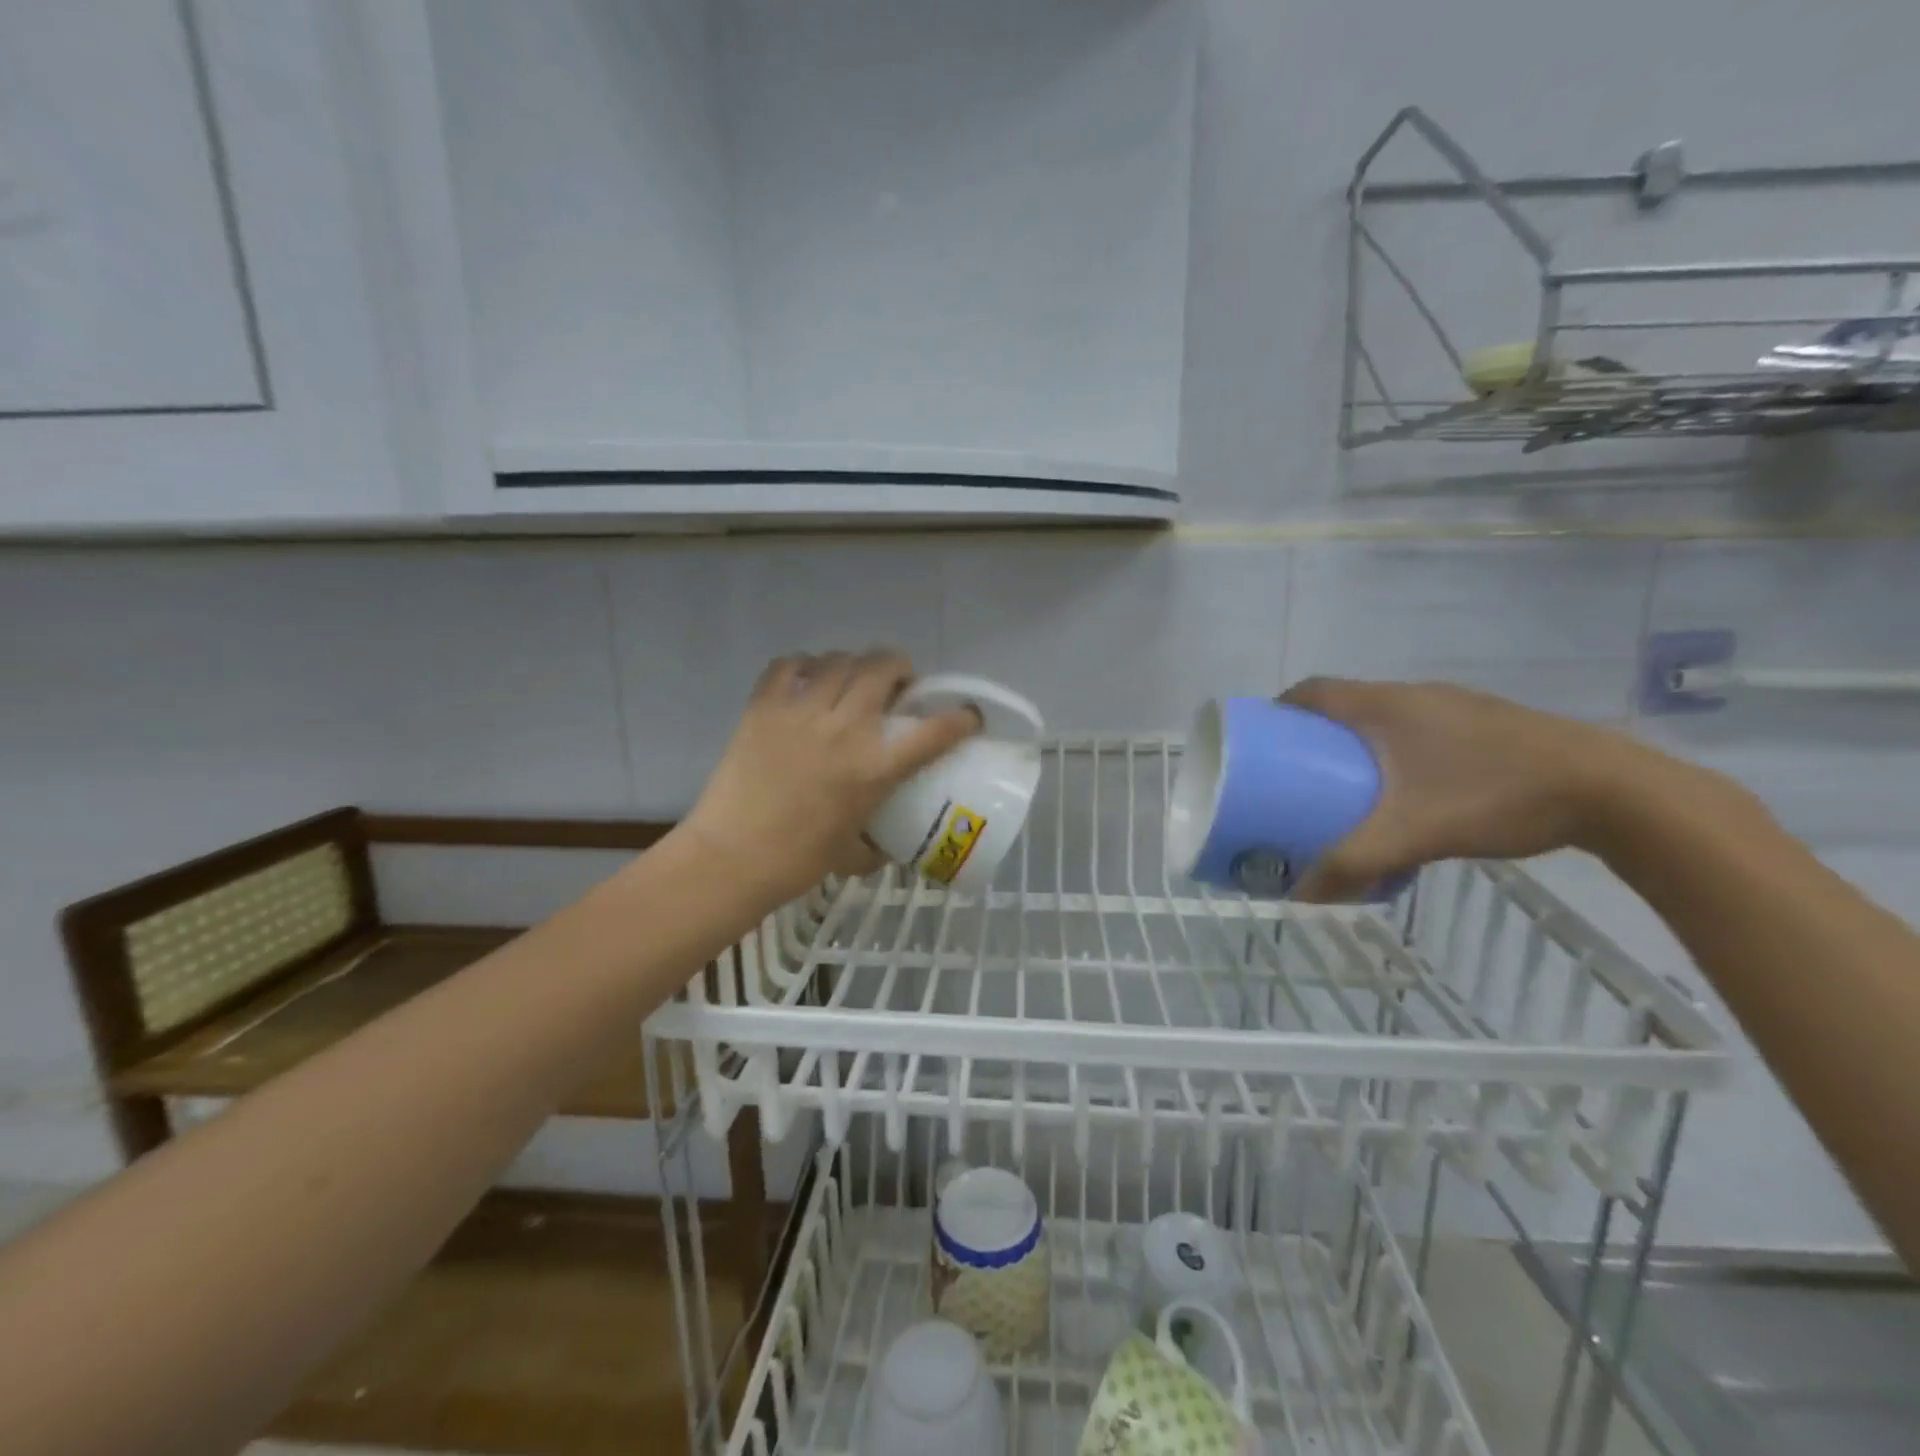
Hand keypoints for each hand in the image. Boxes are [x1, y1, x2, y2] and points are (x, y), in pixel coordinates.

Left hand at [683, 649, 981, 905]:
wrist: (732, 859)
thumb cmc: (798, 862)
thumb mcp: (853, 854)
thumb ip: (878, 844)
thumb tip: (888, 843)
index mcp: (875, 768)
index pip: (936, 730)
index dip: (962, 717)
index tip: (966, 717)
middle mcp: (845, 729)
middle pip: (884, 666)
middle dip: (901, 667)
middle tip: (897, 685)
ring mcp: (801, 712)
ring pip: (840, 659)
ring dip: (855, 664)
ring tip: (851, 681)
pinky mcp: (762, 707)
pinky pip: (788, 665)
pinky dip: (804, 665)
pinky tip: (807, 681)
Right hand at [1279, 678, 1643, 901]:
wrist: (1612, 790)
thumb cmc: (1492, 796)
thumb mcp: (1410, 835)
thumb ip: (1351, 864)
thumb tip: (1299, 895)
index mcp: (1384, 705)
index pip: (1312, 691)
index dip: (1278, 711)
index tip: (1261, 741)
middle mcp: (1415, 695)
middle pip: (1346, 703)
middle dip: (1315, 734)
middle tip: (1296, 773)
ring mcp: (1456, 706)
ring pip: (1386, 717)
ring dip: (1359, 743)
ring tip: (1347, 785)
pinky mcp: (1489, 724)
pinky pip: (1421, 729)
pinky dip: (1398, 751)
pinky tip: (1412, 792)